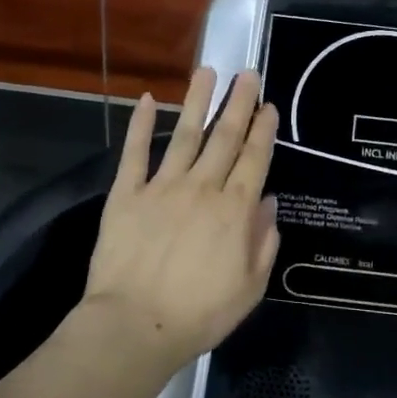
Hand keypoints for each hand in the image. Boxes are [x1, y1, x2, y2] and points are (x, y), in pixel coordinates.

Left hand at [82, 67, 279, 370]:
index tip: (269, 105)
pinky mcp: (127, 194)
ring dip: (197, 101)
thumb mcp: (249, 287)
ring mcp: (162, 187)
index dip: (264, 130)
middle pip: (225, 137)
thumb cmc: (199, 314)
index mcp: (234, 210)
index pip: (254, 159)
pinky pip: (135, 153)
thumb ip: (263, 242)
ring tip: (207, 71)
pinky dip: (140, 125)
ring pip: (185, 134)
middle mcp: (202, 188)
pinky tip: (146, 100)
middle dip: (239, 103)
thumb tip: (268, 203)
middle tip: (248, 73)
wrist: (134, 326)